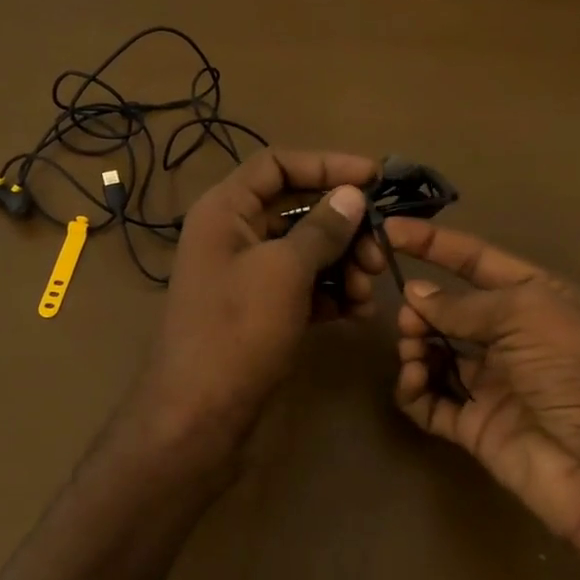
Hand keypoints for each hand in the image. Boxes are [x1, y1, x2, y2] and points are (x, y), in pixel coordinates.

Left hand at [135, 149, 380, 457]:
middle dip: (344, 227)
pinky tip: (358, 312)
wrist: (199, 415)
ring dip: (344, 264)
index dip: (327, 164)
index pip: (277, 164)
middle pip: (297, 209)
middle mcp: (233, 235)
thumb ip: (322, 228)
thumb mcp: (284, 271)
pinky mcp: (260, 311)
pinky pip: (303, 287)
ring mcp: (246, 275)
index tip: (374, 178)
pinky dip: (332, 293)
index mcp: (225, 210)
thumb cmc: (237, 330)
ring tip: (369, 292)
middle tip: (380, 252)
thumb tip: (352, 195)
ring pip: (306, 251)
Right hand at [385, 220, 579, 544]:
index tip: (389, 231)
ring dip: (415, 346)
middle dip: (422, 307)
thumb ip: (464, 304)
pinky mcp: (475, 426)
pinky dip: (414, 389)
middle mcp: (512, 338)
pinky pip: (431, 401)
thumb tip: (415, 294)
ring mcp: (492, 383)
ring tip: (414, 352)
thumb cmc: (578, 368)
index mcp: (535, 298)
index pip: (476, 260)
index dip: (434, 244)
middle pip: (450, 310)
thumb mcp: (527, 313)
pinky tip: (414, 381)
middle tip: (409, 319)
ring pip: (435, 354)